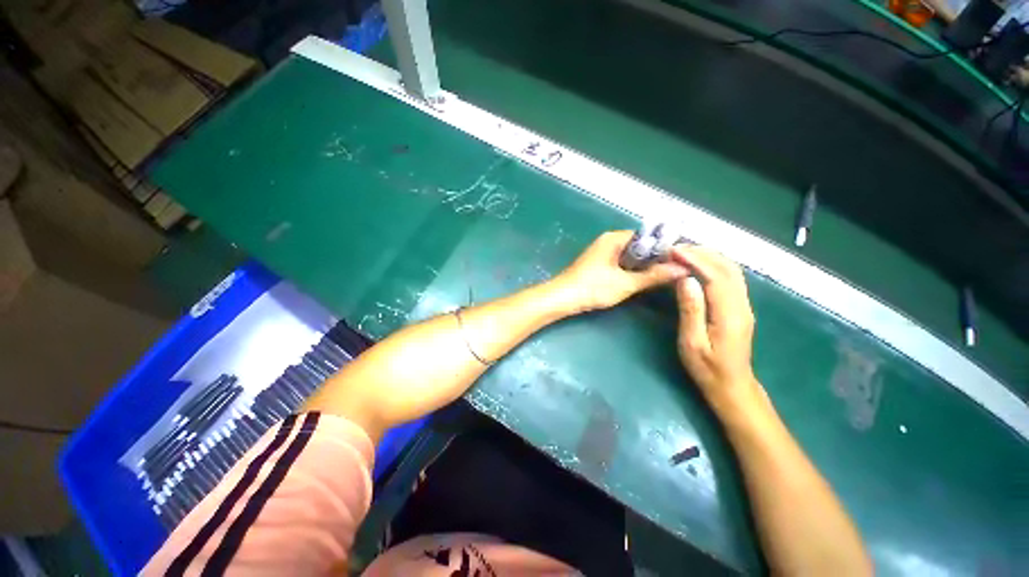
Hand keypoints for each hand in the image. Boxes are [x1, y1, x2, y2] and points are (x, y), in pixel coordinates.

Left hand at [554, 230, 687, 312]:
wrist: (563, 298)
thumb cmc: (593, 288)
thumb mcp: (626, 283)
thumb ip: (654, 276)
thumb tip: (682, 269)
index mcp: (614, 238)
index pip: (647, 236)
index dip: (664, 247)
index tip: (681, 259)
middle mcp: (608, 241)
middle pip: (639, 245)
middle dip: (655, 258)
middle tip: (674, 270)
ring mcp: (602, 252)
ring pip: (630, 256)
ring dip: (643, 266)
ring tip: (663, 276)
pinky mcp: (598, 264)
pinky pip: (621, 262)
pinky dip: (632, 270)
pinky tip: (641, 280)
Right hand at [671, 246, 759, 404]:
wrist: (732, 386)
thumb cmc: (707, 368)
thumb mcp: (692, 342)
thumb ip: (691, 310)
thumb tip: (685, 279)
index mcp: (729, 314)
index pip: (715, 276)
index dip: (695, 260)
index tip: (673, 250)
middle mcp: (742, 305)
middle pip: (728, 268)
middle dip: (703, 253)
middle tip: (676, 247)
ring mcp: (744, 305)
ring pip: (732, 271)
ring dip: (710, 256)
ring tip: (685, 252)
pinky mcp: (740, 307)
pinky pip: (730, 278)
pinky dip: (715, 265)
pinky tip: (699, 265)